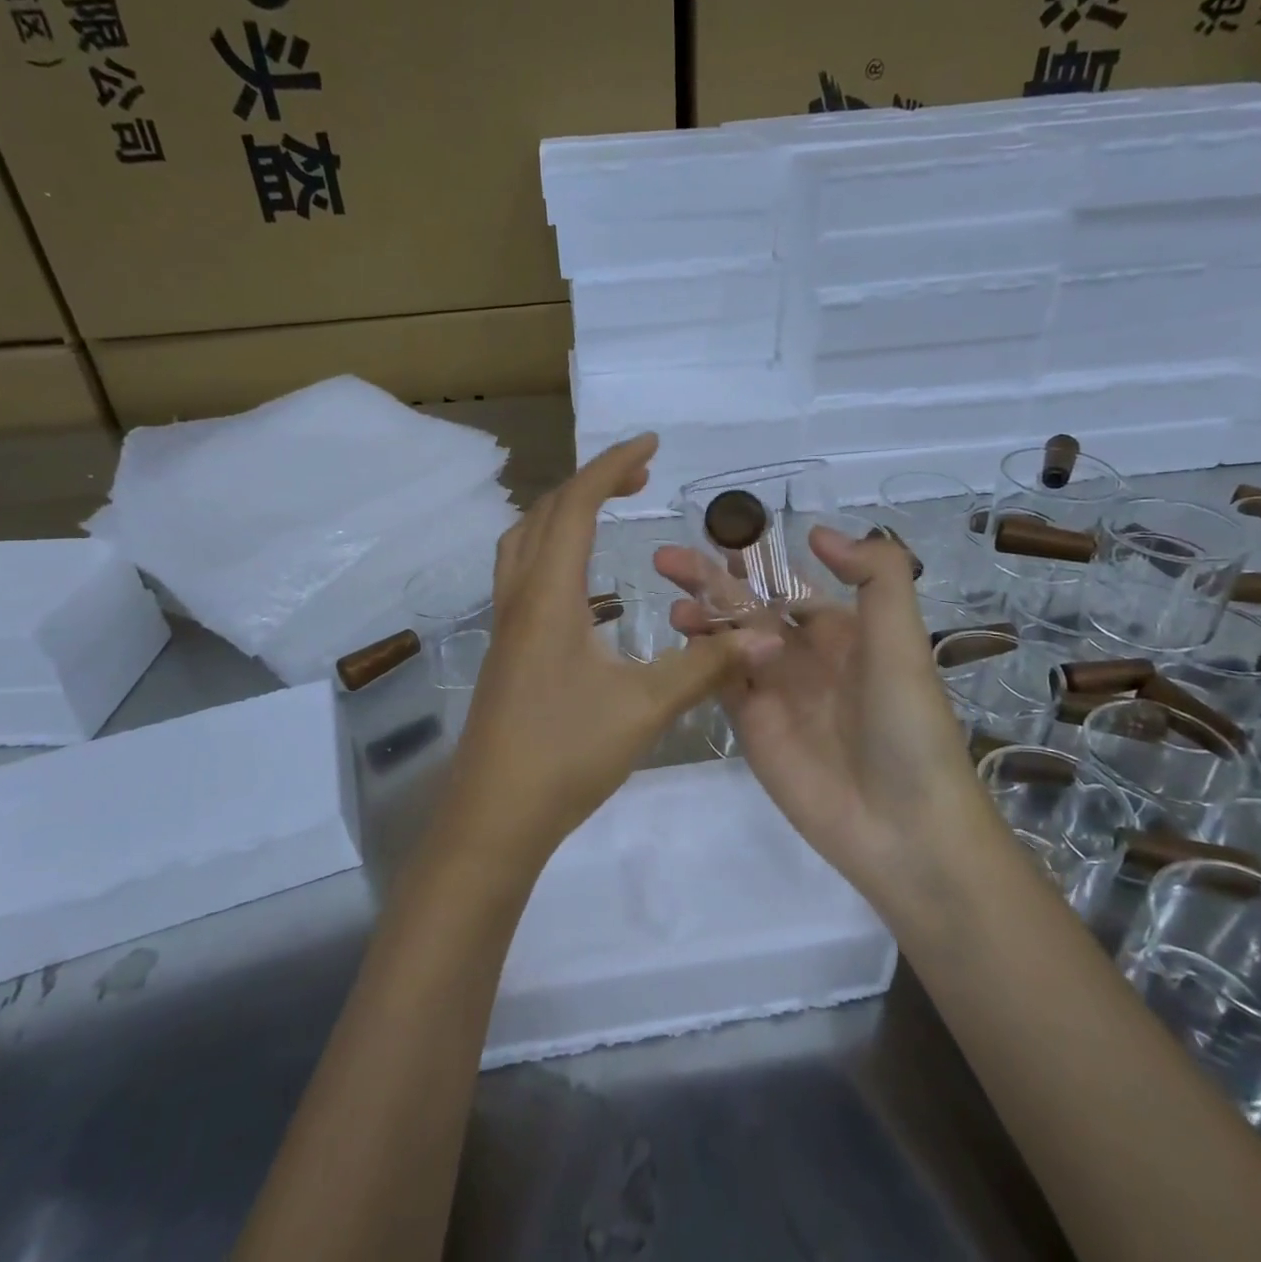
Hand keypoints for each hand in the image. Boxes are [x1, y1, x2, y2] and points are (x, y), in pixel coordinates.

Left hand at [437, 434, 781, 873]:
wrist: (493, 817)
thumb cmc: (564, 754)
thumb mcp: (644, 707)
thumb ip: (704, 667)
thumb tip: (767, 638)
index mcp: (549, 596)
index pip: (576, 506)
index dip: (612, 466)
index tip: (650, 444)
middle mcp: (519, 598)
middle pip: (543, 514)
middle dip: (590, 483)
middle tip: (637, 477)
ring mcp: (505, 626)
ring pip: (523, 543)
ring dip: (561, 513)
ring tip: (604, 513)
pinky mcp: (505, 651)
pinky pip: (522, 575)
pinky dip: (551, 551)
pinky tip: (583, 586)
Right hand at [657, 525, 979, 900]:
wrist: (901, 825)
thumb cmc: (906, 723)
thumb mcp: (902, 640)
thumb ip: (875, 577)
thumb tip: (816, 532)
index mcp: (840, 629)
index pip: (787, 584)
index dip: (754, 560)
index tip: (718, 537)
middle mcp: (802, 654)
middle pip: (747, 606)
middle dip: (710, 581)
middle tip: (668, 559)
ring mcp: (773, 690)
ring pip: (726, 640)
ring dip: (700, 617)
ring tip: (673, 602)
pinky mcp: (751, 724)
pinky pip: (719, 680)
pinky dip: (698, 657)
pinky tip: (680, 638)